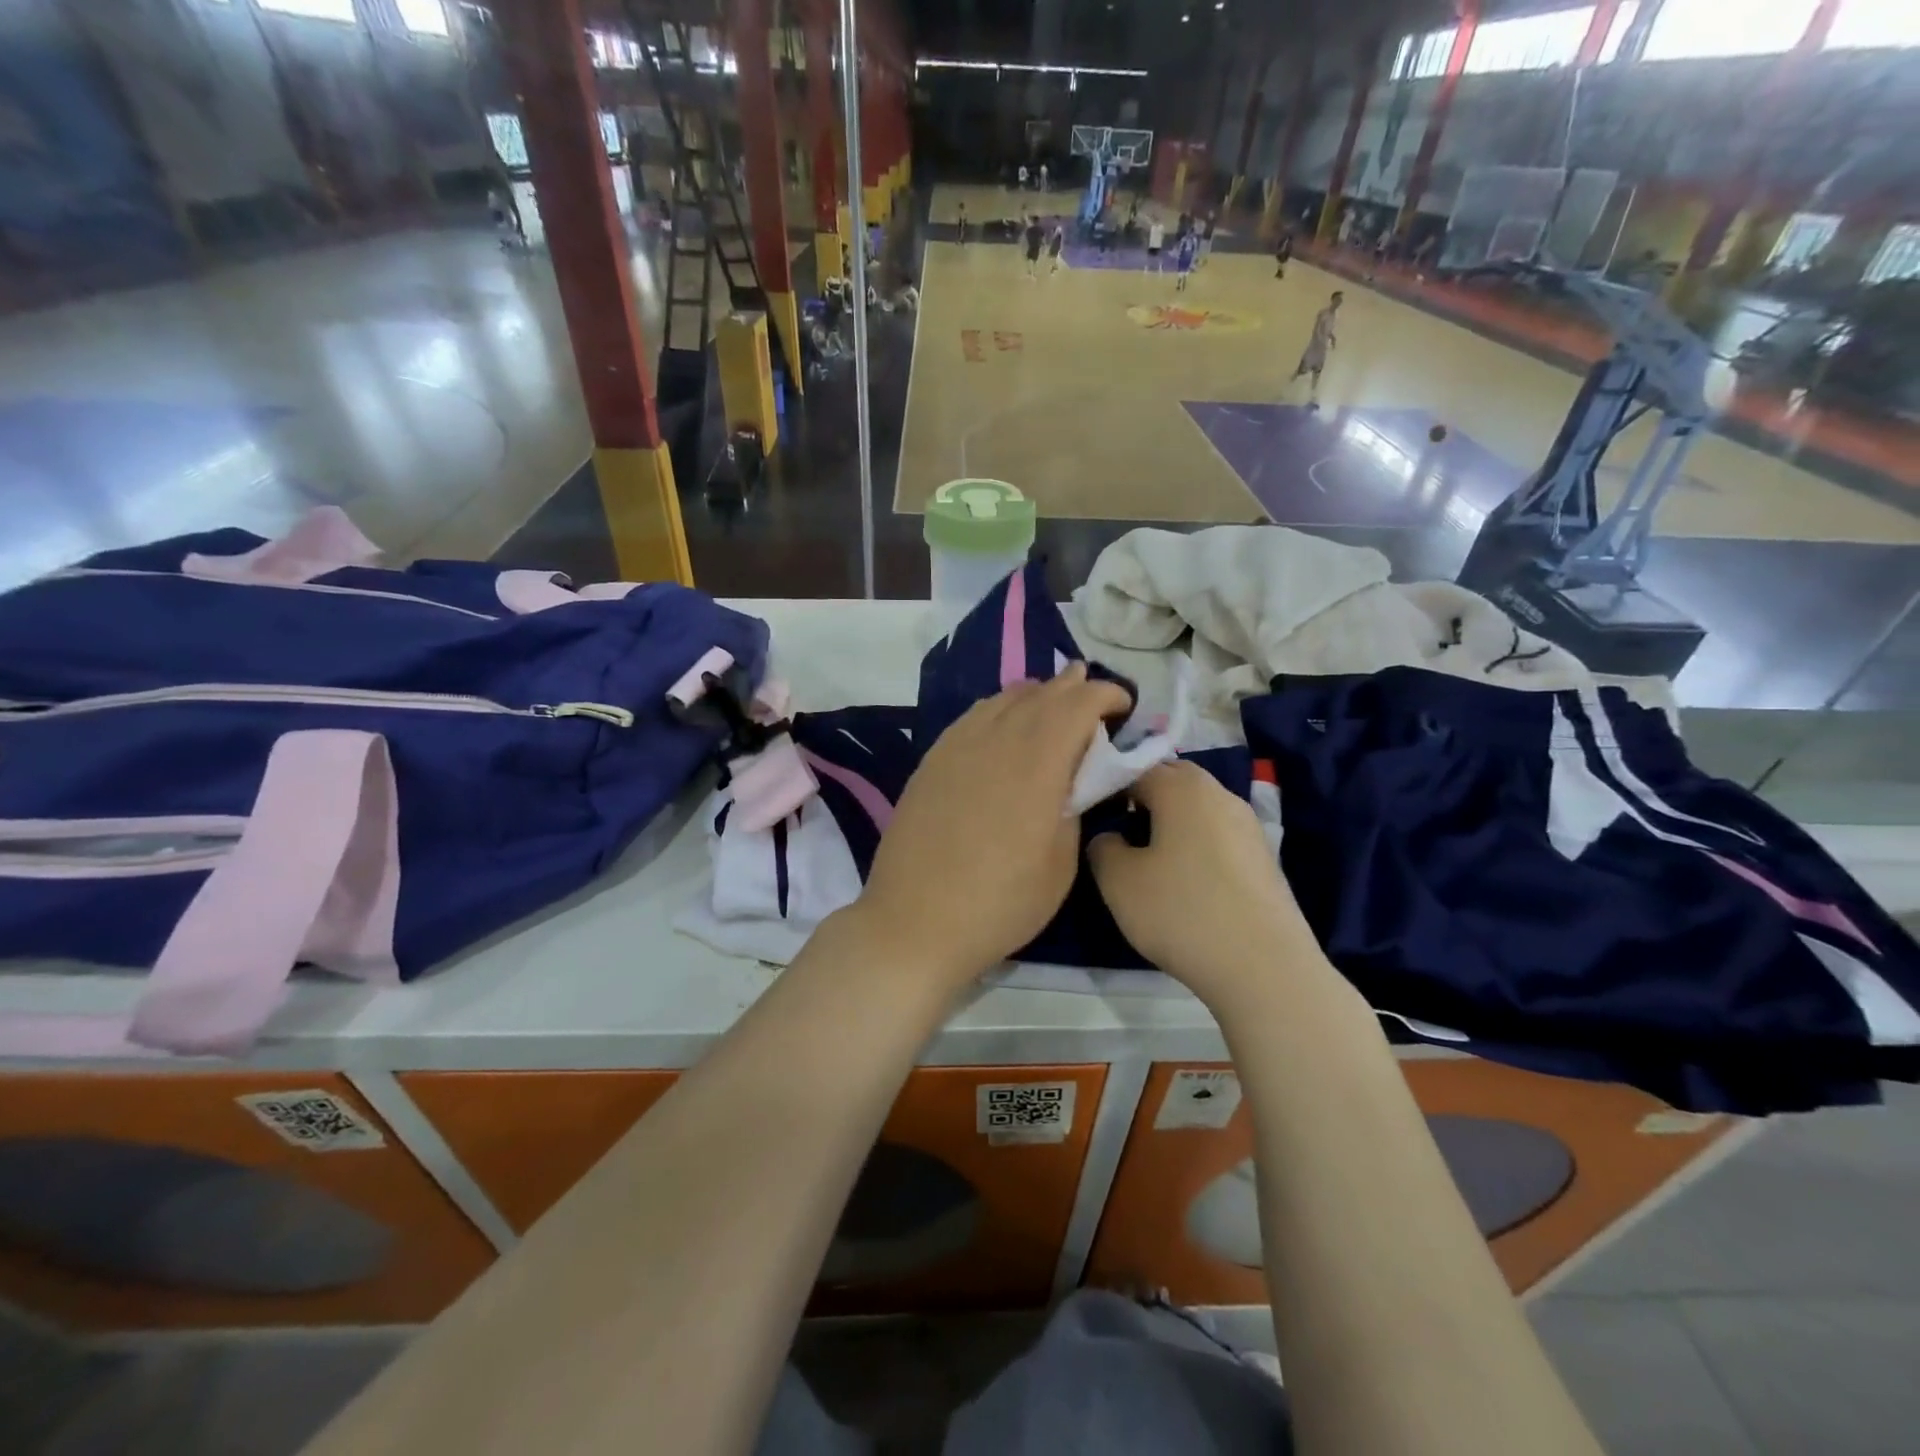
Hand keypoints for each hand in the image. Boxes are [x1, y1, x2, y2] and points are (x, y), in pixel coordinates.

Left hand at [855, 663, 1131, 989]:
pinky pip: (972, 717)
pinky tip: (1002, 721)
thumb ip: (1074, 808)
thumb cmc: (1000, 903)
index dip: (1105, 695)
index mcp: (1037, 764)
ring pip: (1002, 700)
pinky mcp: (932, 761)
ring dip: (1035, 695)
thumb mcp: (1061, 864)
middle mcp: (996, 741)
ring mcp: (957, 747)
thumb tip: (1074, 779)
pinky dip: (998, 708)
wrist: (915, 922)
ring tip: (1051, 699)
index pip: (1077, 705)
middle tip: (1091, 691)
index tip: (1123, 705)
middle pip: (1040, 695)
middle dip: (1072, 687)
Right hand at [1088, 762, 1319, 1004]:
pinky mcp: (1263, 857)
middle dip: (1141, 797)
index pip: (1134, 767)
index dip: (1107, 785)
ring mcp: (1247, 824)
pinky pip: (1217, 835)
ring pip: (1197, 808)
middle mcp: (1219, 793)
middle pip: (1171, 780)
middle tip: (1117, 829)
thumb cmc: (1181, 912)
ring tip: (1147, 857)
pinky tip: (1185, 879)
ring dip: (1170, 821)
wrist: (1264, 968)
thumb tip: (1110, 837)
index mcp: (1182, 787)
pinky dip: (1195, 844)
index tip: (1088, 813)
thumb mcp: (1118, 881)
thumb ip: (1103, 846)